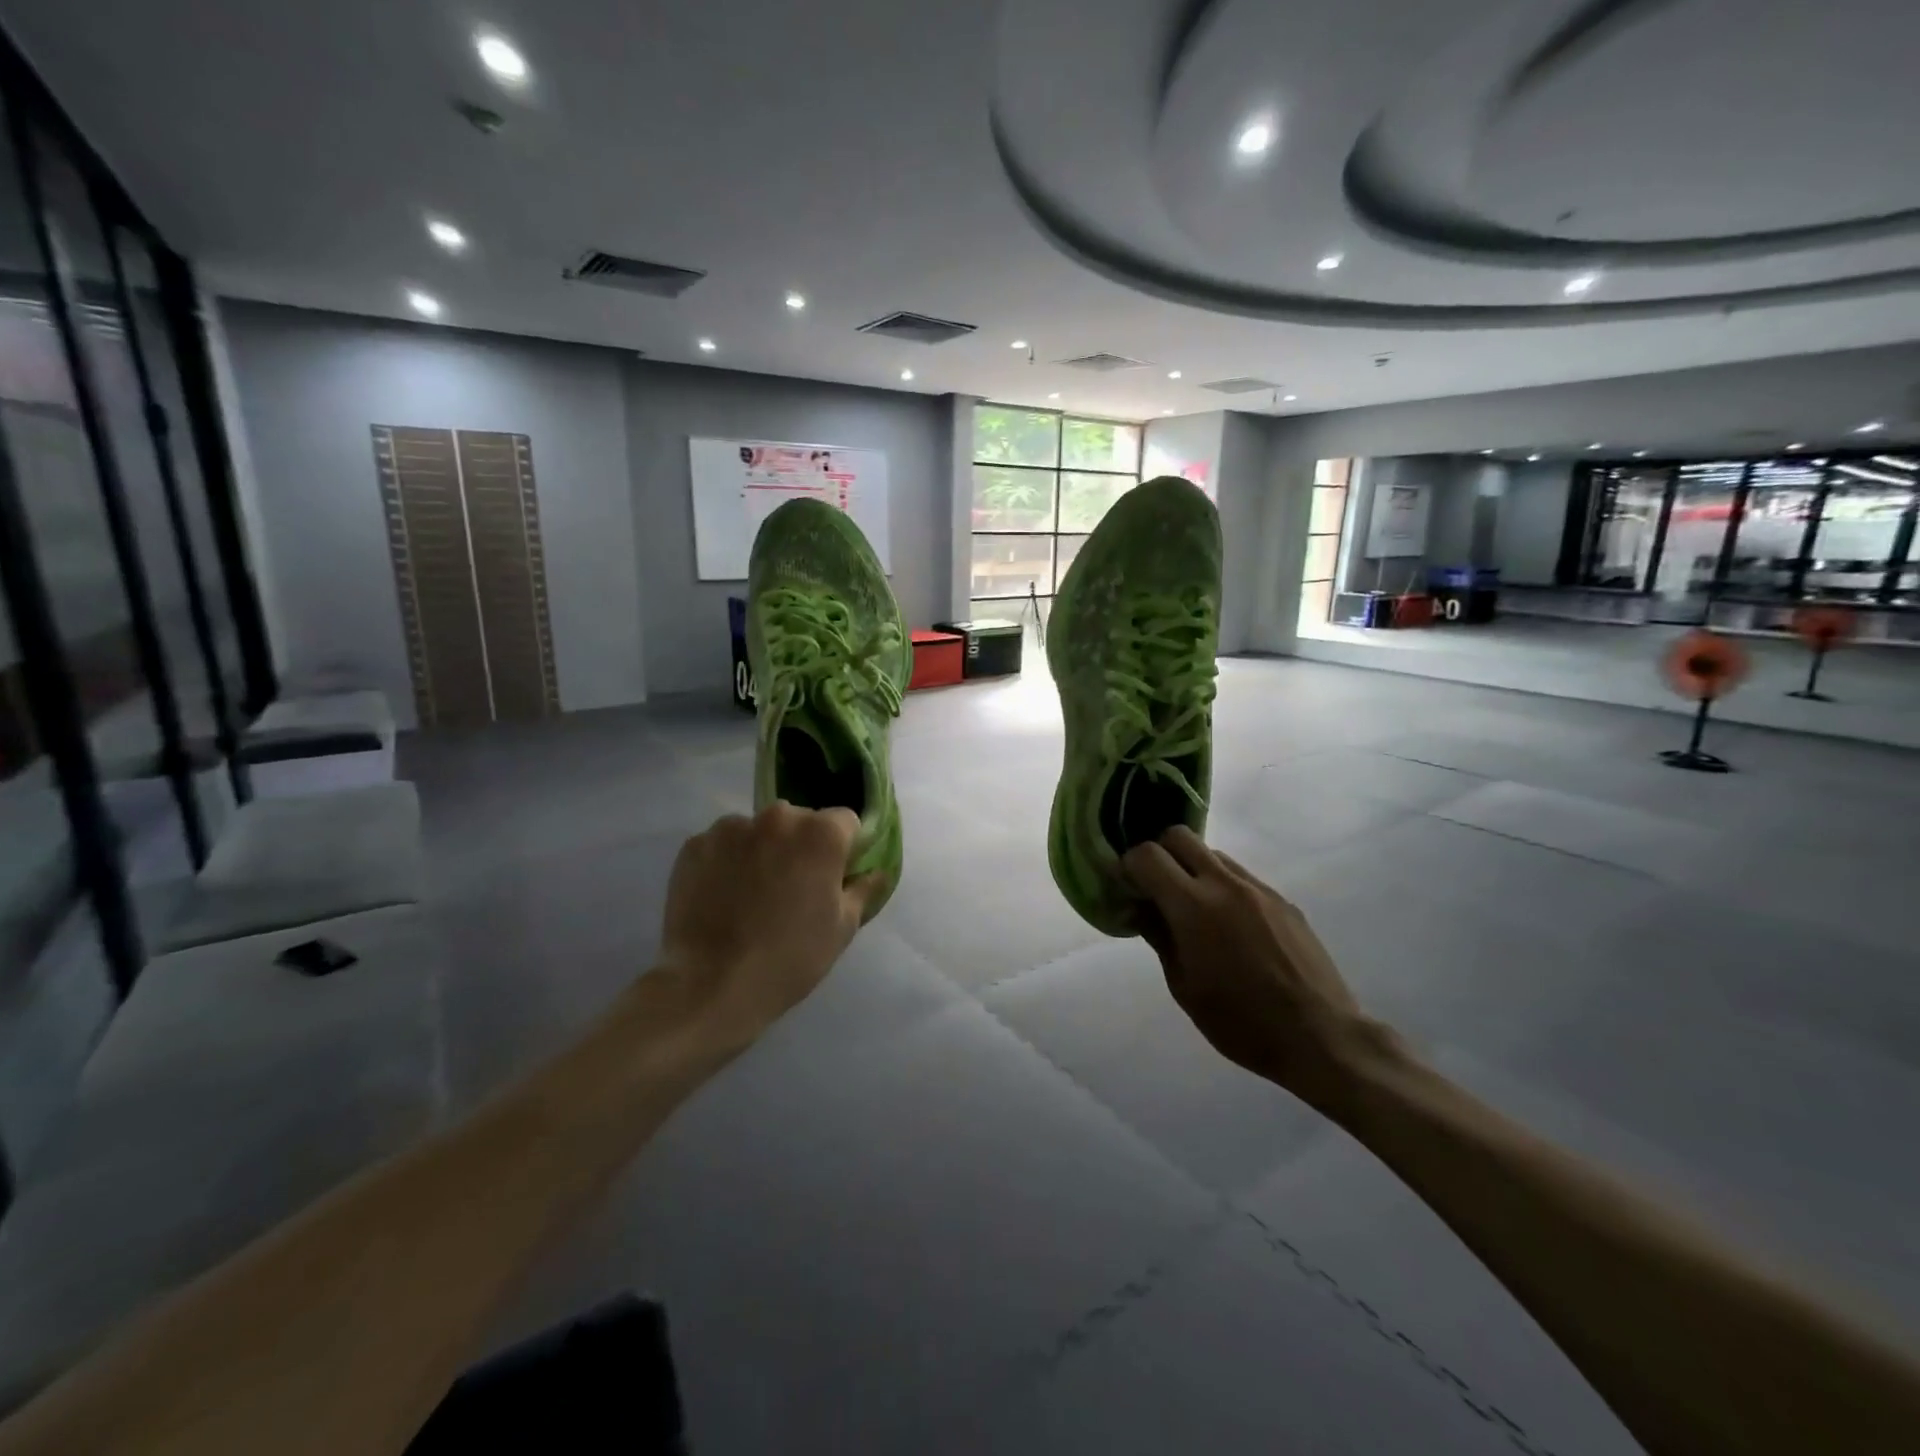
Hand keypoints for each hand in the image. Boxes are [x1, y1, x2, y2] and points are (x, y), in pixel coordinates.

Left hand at [658, 803, 884, 1041]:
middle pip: (799, 821)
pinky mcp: (695, 845)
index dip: (843, 848)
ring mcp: (731, 828)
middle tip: (793, 888)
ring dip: (761, 851)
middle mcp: (777, 817)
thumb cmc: (790, 957)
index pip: (844, 822)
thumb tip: (877, 871)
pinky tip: (722, 897)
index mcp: (821, 833)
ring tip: (751, 895)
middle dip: (800, 846)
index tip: (834, 877)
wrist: (710, 985)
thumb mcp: (842, 928)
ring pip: (757, 831)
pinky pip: (722, 845)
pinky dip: (726, 862)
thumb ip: (863, 889)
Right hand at [1123, 827, 1382, 1109]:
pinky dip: (1222, 886)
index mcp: (1193, 906)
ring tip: (1193, 909)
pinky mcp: (1282, 899)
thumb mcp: (1184, 986)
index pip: (1147, 855)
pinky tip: (1229, 926)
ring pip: (1213, 854)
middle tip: (1154, 886)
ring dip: (1192, 868)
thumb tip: (1140, 908)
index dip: (1128, 865)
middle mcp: (1224, 884)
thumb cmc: (1241, 1021)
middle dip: (1158, 852)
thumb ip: (1158, 936)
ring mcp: (1258, 888)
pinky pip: (1241, 876)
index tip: (1126, 887)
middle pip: (1179, 836)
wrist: (1320, 1036)